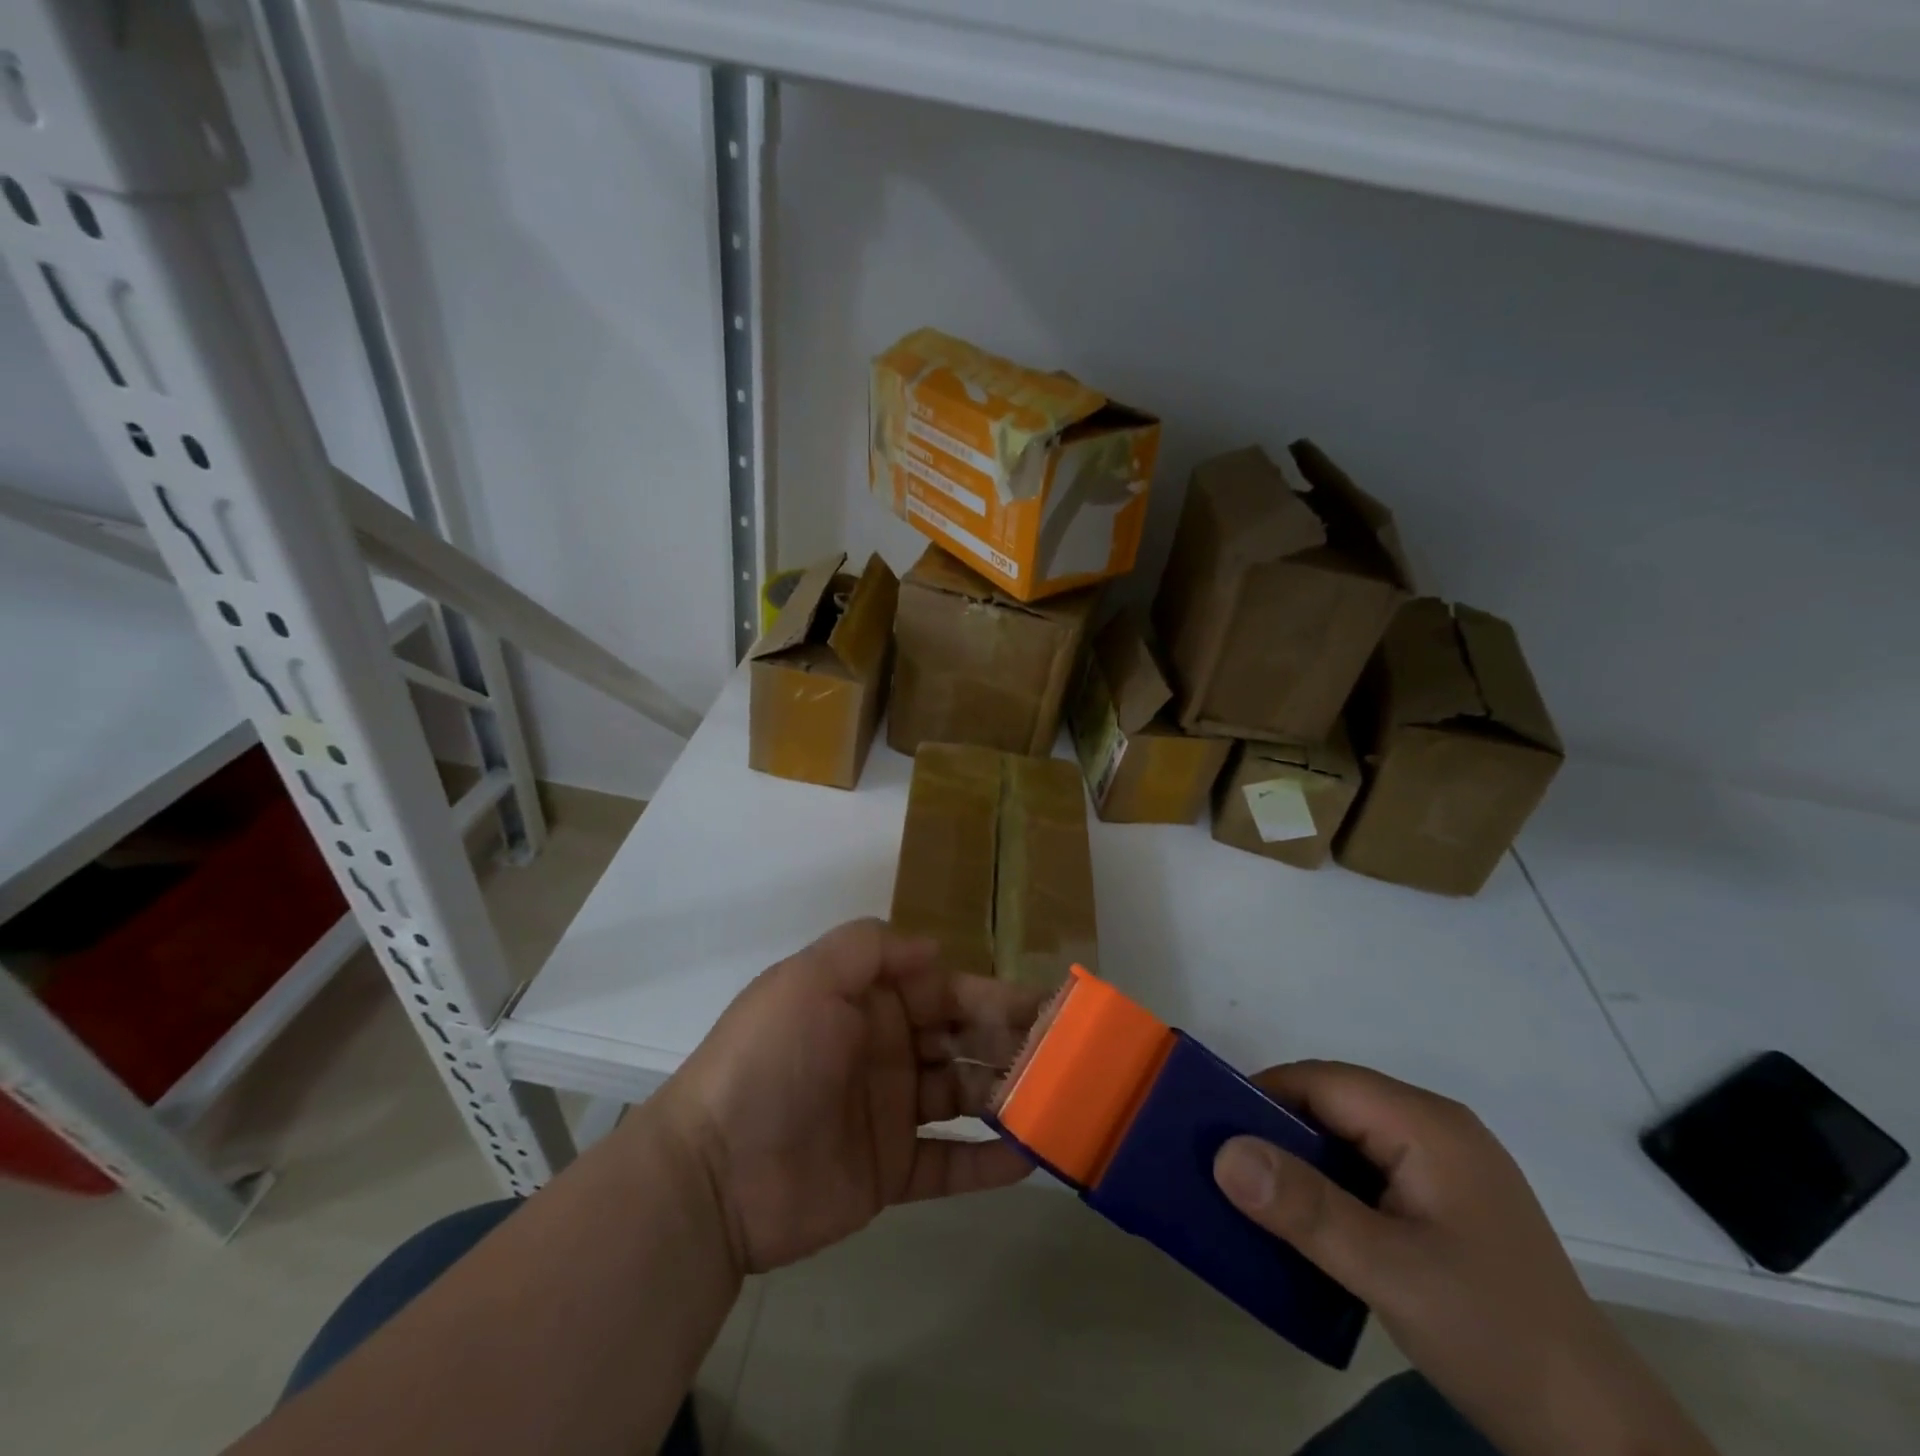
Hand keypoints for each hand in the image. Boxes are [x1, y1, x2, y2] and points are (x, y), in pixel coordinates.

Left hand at [653, 919, 1046, 1274]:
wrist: (713, 1174)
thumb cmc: (769, 1060)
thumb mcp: (809, 979)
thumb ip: (870, 949)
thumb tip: (936, 947)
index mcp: (870, 1003)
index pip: (946, 990)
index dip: (994, 995)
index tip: (1045, 1004)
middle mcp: (886, 1050)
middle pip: (962, 1041)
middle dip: (1011, 1042)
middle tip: (1068, 1055)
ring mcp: (889, 1113)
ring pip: (963, 1097)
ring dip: (1008, 1095)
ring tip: (1060, 1100)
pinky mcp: (889, 1174)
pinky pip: (950, 1165)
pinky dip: (989, 1163)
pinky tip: (1033, 1158)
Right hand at [1213, 1062, 1714, 1455]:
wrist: (1597, 1436)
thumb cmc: (1492, 1335)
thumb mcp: (1389, 1272)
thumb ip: (1305, 1208)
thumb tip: (1223, 1152)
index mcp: (1427, 1124)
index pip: (1323, 1082)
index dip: (1263, 1096)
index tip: (1213, 1132)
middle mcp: (1436, 1128)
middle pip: (1334, 1103)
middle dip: (1277, 1129)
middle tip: (1228, 1168)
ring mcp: (1444, 1165)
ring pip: (1348, 1137)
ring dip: (1301, 1160)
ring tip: (1257, 1194)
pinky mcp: (1445, 1201)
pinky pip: (1368, 1169)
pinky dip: (1330, 1184)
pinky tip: (1310, 1221)